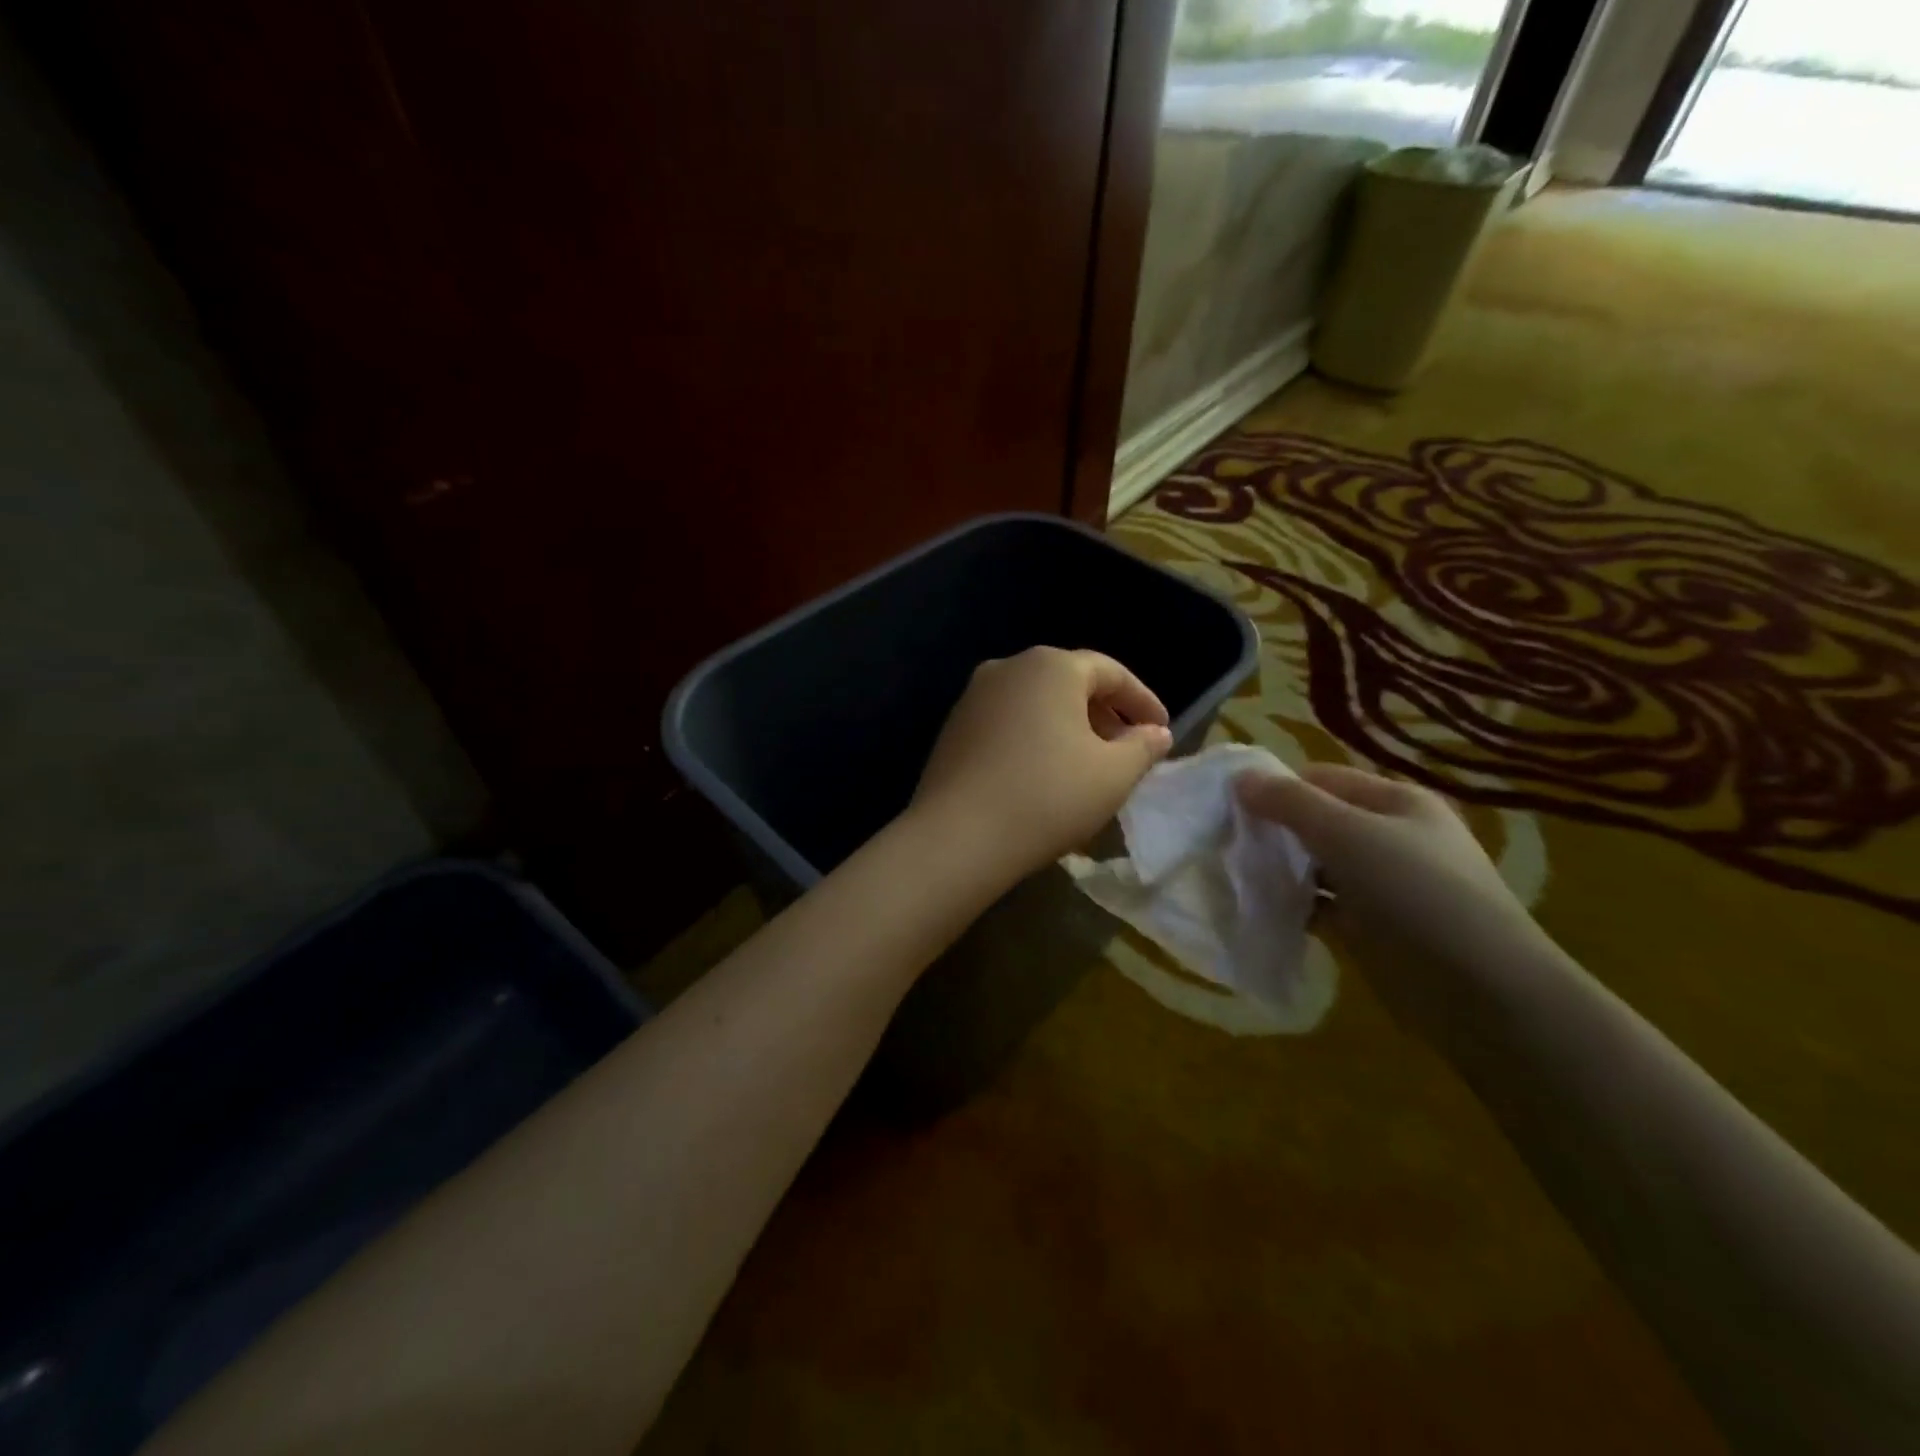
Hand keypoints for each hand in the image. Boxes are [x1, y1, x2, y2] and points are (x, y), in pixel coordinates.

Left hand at [910, 647, 1172, 880]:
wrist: (959, 836)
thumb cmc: (1048, 797)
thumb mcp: (1113, 775)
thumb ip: (1142, 747)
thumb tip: (1155, 732)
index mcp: (1051, 666)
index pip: (1110, 672)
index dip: (1142, 701)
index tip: (1161, 731)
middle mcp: (1009, 668)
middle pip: (1069, 683)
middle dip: (1104, 714)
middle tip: (1127, 750)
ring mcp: (974, 696)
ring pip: (1036, 704)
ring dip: (1068, 728)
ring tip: (1088, 766)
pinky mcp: (953, 728)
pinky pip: (1008, 723)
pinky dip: (1034, 739)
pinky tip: (1043, 775)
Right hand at [1235, 763, 1551, 1044]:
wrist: (1481, 992)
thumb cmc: (1415, 893)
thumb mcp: (1348, 834)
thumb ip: (1290, 803)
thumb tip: (1240, 777)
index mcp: (1395, 802)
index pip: (1321, 778)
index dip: (1275, 786)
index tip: (1226, 804)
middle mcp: (1390, 837)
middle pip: (1317, 821)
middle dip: (1272, 829)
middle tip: (1224, 840)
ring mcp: (1381, 885)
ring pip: (1316, 865)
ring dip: (1279, 869)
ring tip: (1231, 874)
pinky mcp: (1371, 927)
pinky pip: (1321, 906)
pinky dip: (1293, 906)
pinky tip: (1258, 910)